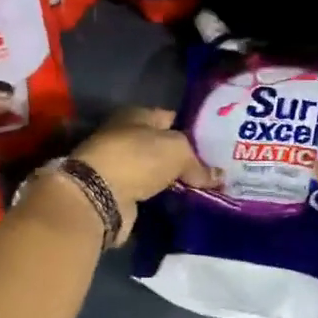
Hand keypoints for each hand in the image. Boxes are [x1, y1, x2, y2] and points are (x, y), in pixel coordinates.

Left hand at [71, 108, 216, 242]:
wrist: (98, 196)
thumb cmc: (138, 158)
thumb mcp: (178, 150)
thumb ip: (199, 163)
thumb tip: (218, 177)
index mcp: (137, 115)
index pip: (173, 117)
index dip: (195, 129)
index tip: (218, 144)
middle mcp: (126, 137)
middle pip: (164, 146)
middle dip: (188, 157)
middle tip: (216, 169)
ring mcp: (121, 166)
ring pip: (157, 171)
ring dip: (175, 179)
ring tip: (206, 188)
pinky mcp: (119, 193)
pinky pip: (150, 192)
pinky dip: (164, 196)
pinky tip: (184, 202)